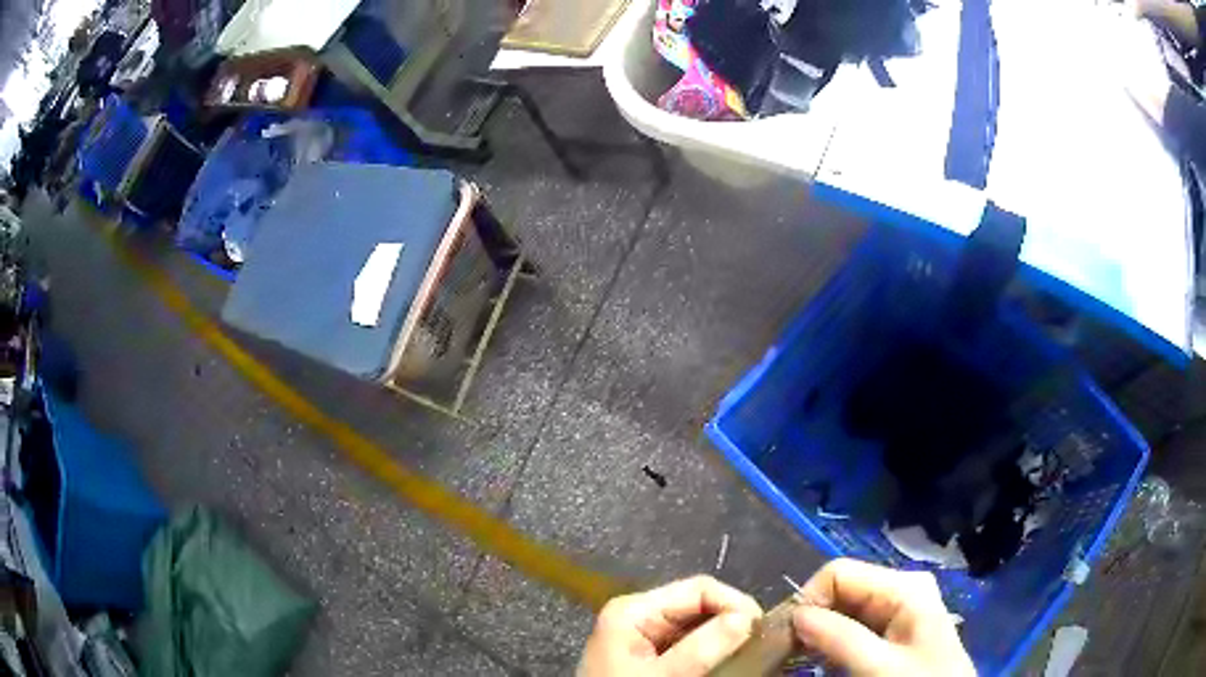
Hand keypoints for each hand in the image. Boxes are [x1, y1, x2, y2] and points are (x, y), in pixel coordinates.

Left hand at [577, 575, 762, 676]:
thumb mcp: (662, 675)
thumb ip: (702, 648)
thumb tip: (747, 617)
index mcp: (634, 610)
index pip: (699, 588)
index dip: (735, 604)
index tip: (760, 631)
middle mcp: (639, 615)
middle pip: (700, 605)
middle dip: (731, 622)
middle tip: (757, 647)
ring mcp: (644, 636)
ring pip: (699, 625)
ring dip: (724, 638)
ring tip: (746, 654)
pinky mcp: (650, 656)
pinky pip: (689, 644)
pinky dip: (711, 651)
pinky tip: (724, 663)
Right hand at [792, 559, 974, 676]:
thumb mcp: (879, 666)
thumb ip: (839, 639)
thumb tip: (796, 615)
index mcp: (903, 586)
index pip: (839, 573)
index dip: (809, 601)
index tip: (788, 639)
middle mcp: (901, 588)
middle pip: (842, 590)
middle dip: (813, 618)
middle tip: (791, 652)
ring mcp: (900, 609)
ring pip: (845, 610)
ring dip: (820, 633)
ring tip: (803, 659)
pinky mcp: (896, 629)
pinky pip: (855, 627)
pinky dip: (834, 642)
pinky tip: (825, 661)